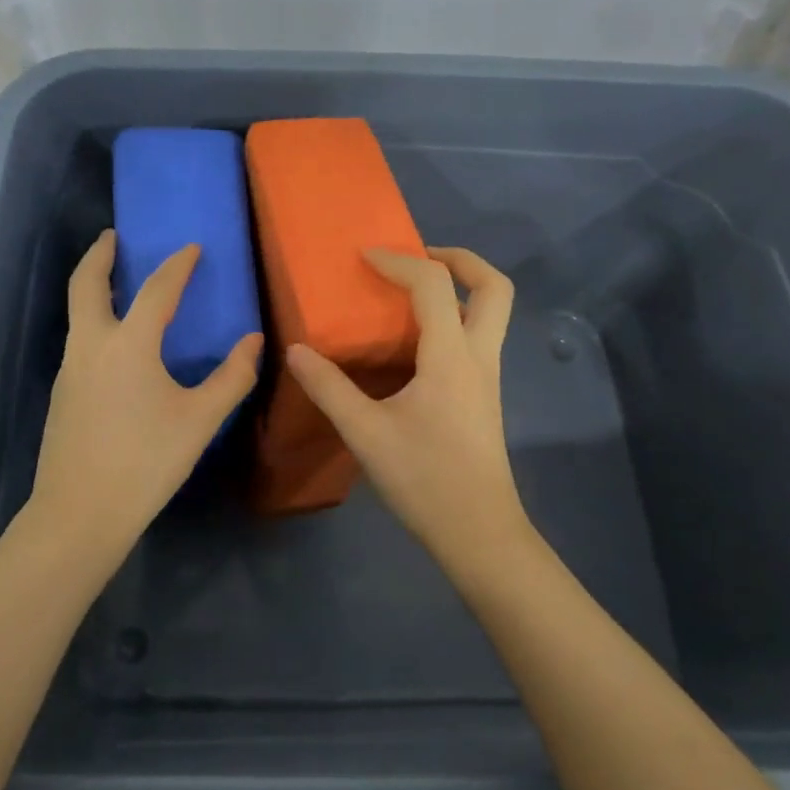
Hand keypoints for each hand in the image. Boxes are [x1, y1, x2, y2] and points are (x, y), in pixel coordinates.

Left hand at [28, 230, 262, 555]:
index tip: (191, 247)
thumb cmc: (146, 462)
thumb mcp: (200, 420)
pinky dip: (94, 322)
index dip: (177, 265)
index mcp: (128, 345)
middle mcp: (91, 345)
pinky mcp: (62, 393)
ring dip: (94, 288)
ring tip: (119, 285)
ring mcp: (70, 369)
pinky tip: (116, 345)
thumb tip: (254, 341)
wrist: (79, 513)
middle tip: (114, 237)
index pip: (156, 289)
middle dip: (99, 255)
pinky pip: (79, 340)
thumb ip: (232, 377)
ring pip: (77, 313)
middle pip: (86, 284)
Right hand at [285, 247, 529, 561]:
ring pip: (492, 312)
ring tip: (409, 293)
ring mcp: (487, 377)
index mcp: (451, 356)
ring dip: (458, 288)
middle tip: (416, 257)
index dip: (399, 261)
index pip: (433, 284)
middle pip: (494, 287)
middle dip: (459, 259)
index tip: (364, 256)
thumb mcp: (365, 433)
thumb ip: (328, 388)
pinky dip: (452, 318)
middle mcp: (478, 356)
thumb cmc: (425, 479)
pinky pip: (477, 337)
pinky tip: (413, 343)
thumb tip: (295, 350)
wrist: (479, 533)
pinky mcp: (483, 395)